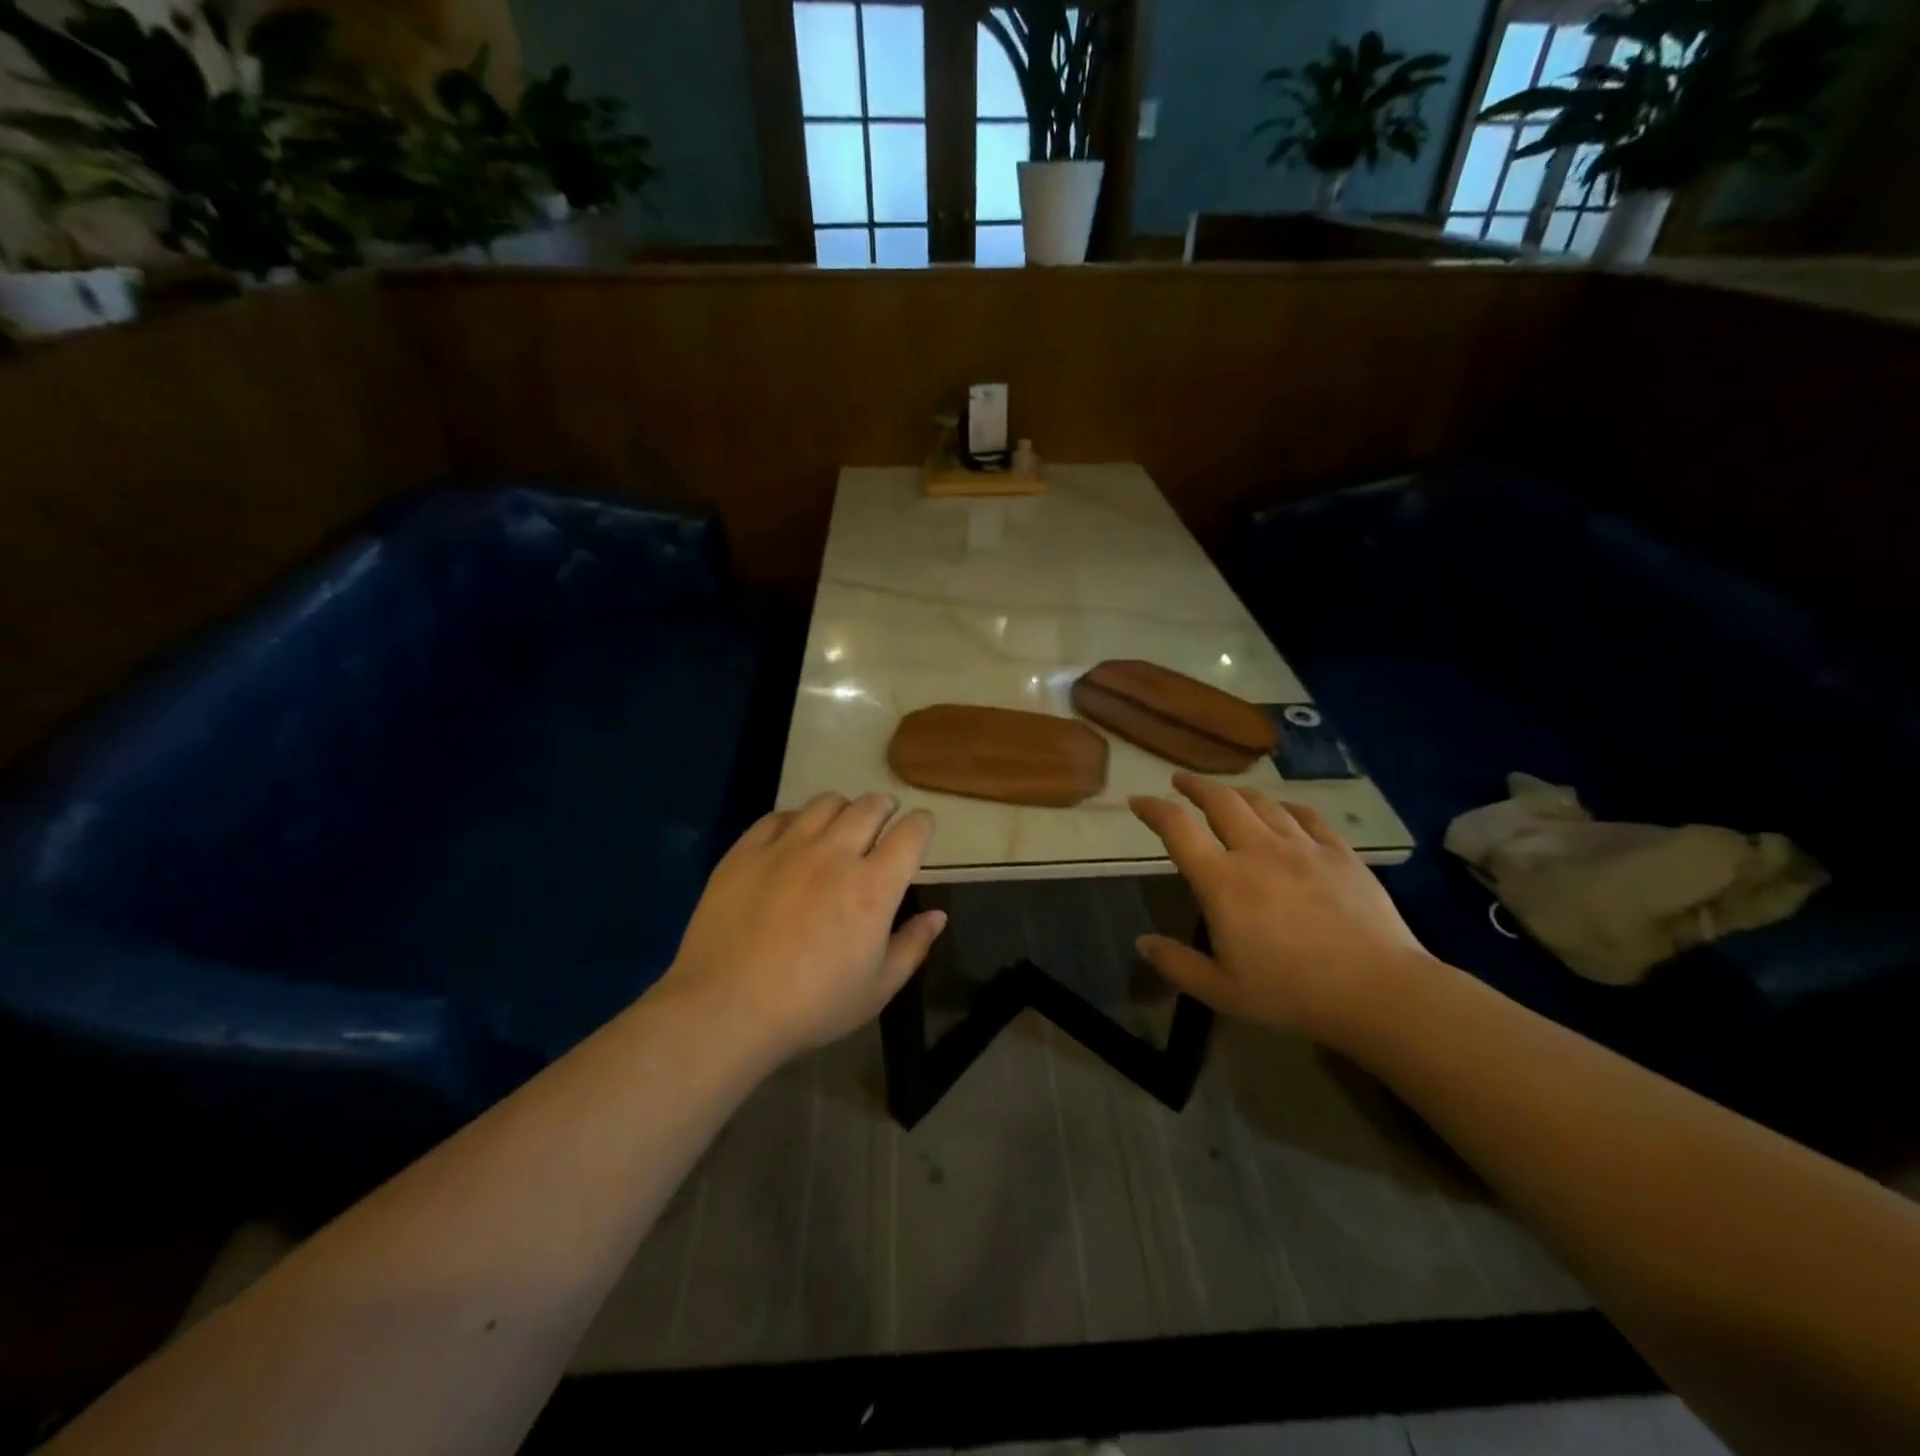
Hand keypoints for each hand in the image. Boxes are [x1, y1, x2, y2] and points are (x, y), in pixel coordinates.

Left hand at [660, 793, 946, 1060]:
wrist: (725, 1009)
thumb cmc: (811, 1006)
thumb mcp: (877, 989)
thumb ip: (912, 946)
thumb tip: (938, 916)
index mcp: (874, 886)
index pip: (910, 833)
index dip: (922, 824)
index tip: (921, 827)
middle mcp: (835, 854)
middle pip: (870, 806)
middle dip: (885, 807)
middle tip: (884, 818)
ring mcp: (787, 847)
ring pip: (826, 803)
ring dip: (844, 808)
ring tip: (841, 823)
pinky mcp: (747, 850)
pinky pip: (779, 816)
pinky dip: (797, 820)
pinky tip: (794, 837)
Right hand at [1128, 773, 1430, 1038]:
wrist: (1378, 991)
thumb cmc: (1292, 994)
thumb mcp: (1222, 992)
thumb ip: (1177, 964)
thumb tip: (1142, 942)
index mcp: (1222, 882)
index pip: (1177, 828)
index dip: (1153, 809)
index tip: (1138, 802)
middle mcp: (1257, 851)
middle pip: (1220, 801)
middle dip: (1194, 786)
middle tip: (1180, 781)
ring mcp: (1302, 848)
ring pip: (1262, 802)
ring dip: (1236, 793)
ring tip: (1226, 794)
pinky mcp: (1340, 854)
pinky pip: (1306, 817)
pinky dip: (1285, 808)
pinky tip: (1283, 812)